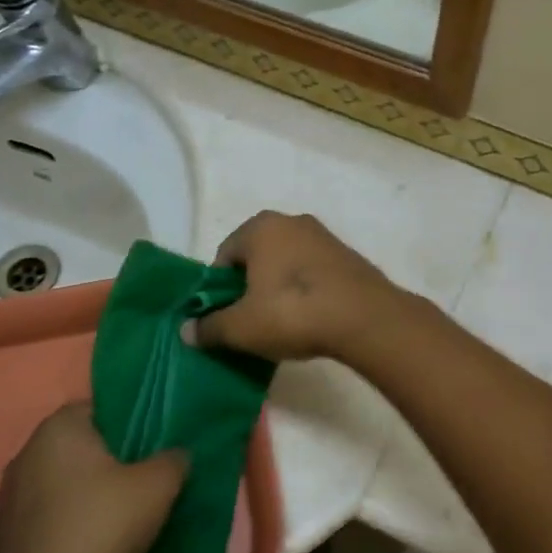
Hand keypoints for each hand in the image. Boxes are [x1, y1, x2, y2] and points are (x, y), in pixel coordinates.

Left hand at [0, 403, 187, 552]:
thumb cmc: (101, 525)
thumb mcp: (158, 487)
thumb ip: (173, 460)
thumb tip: (177, 455)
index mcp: (60, 426)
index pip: (99, 408)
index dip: (128, 424)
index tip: (150, 447)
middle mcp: (27, 450)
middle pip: (80, 446)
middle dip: (108, 460)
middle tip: (142, 480)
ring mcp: (10, 494)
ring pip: (61, 481)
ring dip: (86, 493)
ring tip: (119, 516)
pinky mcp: (4, 533)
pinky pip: (47, 514)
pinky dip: (68, 522)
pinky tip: (90, 544)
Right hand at [185, 211, 402, 362]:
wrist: (365, 318)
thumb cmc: (292, 312)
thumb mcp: (241, 327)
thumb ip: (209, 327)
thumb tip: (186, 331)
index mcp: (260, 227)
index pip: (224, 256)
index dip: (219, 290)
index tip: (227, 318)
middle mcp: (291, 221)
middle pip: (256, 257)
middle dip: (249, 288)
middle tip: (252, 322)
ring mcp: (323, 236)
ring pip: (286, 264)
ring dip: (279, 289)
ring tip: (283, 324)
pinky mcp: (347, 256)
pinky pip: (313, 272)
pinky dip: (306, 291)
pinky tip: (310, 318)